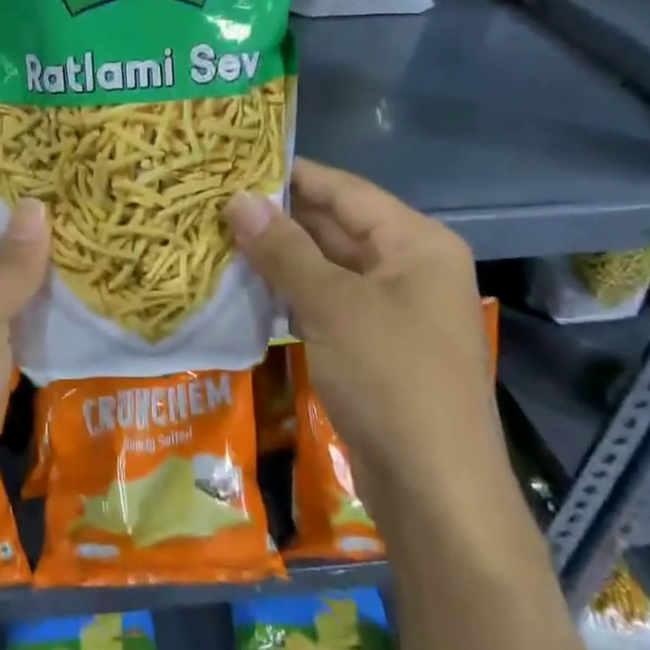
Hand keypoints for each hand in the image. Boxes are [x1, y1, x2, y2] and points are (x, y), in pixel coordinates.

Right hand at [225, 159, 495, 483]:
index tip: (236, 161)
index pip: (346, 190)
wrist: (434, 488)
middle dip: (279, 217)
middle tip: (214, 202)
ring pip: (327, 268)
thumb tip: (237, 199)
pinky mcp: (373, 345)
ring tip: (218, 237)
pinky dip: (290, 295)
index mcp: (416, 243)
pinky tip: (246, 288)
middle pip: (336, 227)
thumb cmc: (391, 379)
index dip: (292, 174)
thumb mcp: (333, 306)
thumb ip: (284, 249)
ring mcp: (392, 309)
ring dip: (279, 257)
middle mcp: (408, 267)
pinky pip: (327, 304)